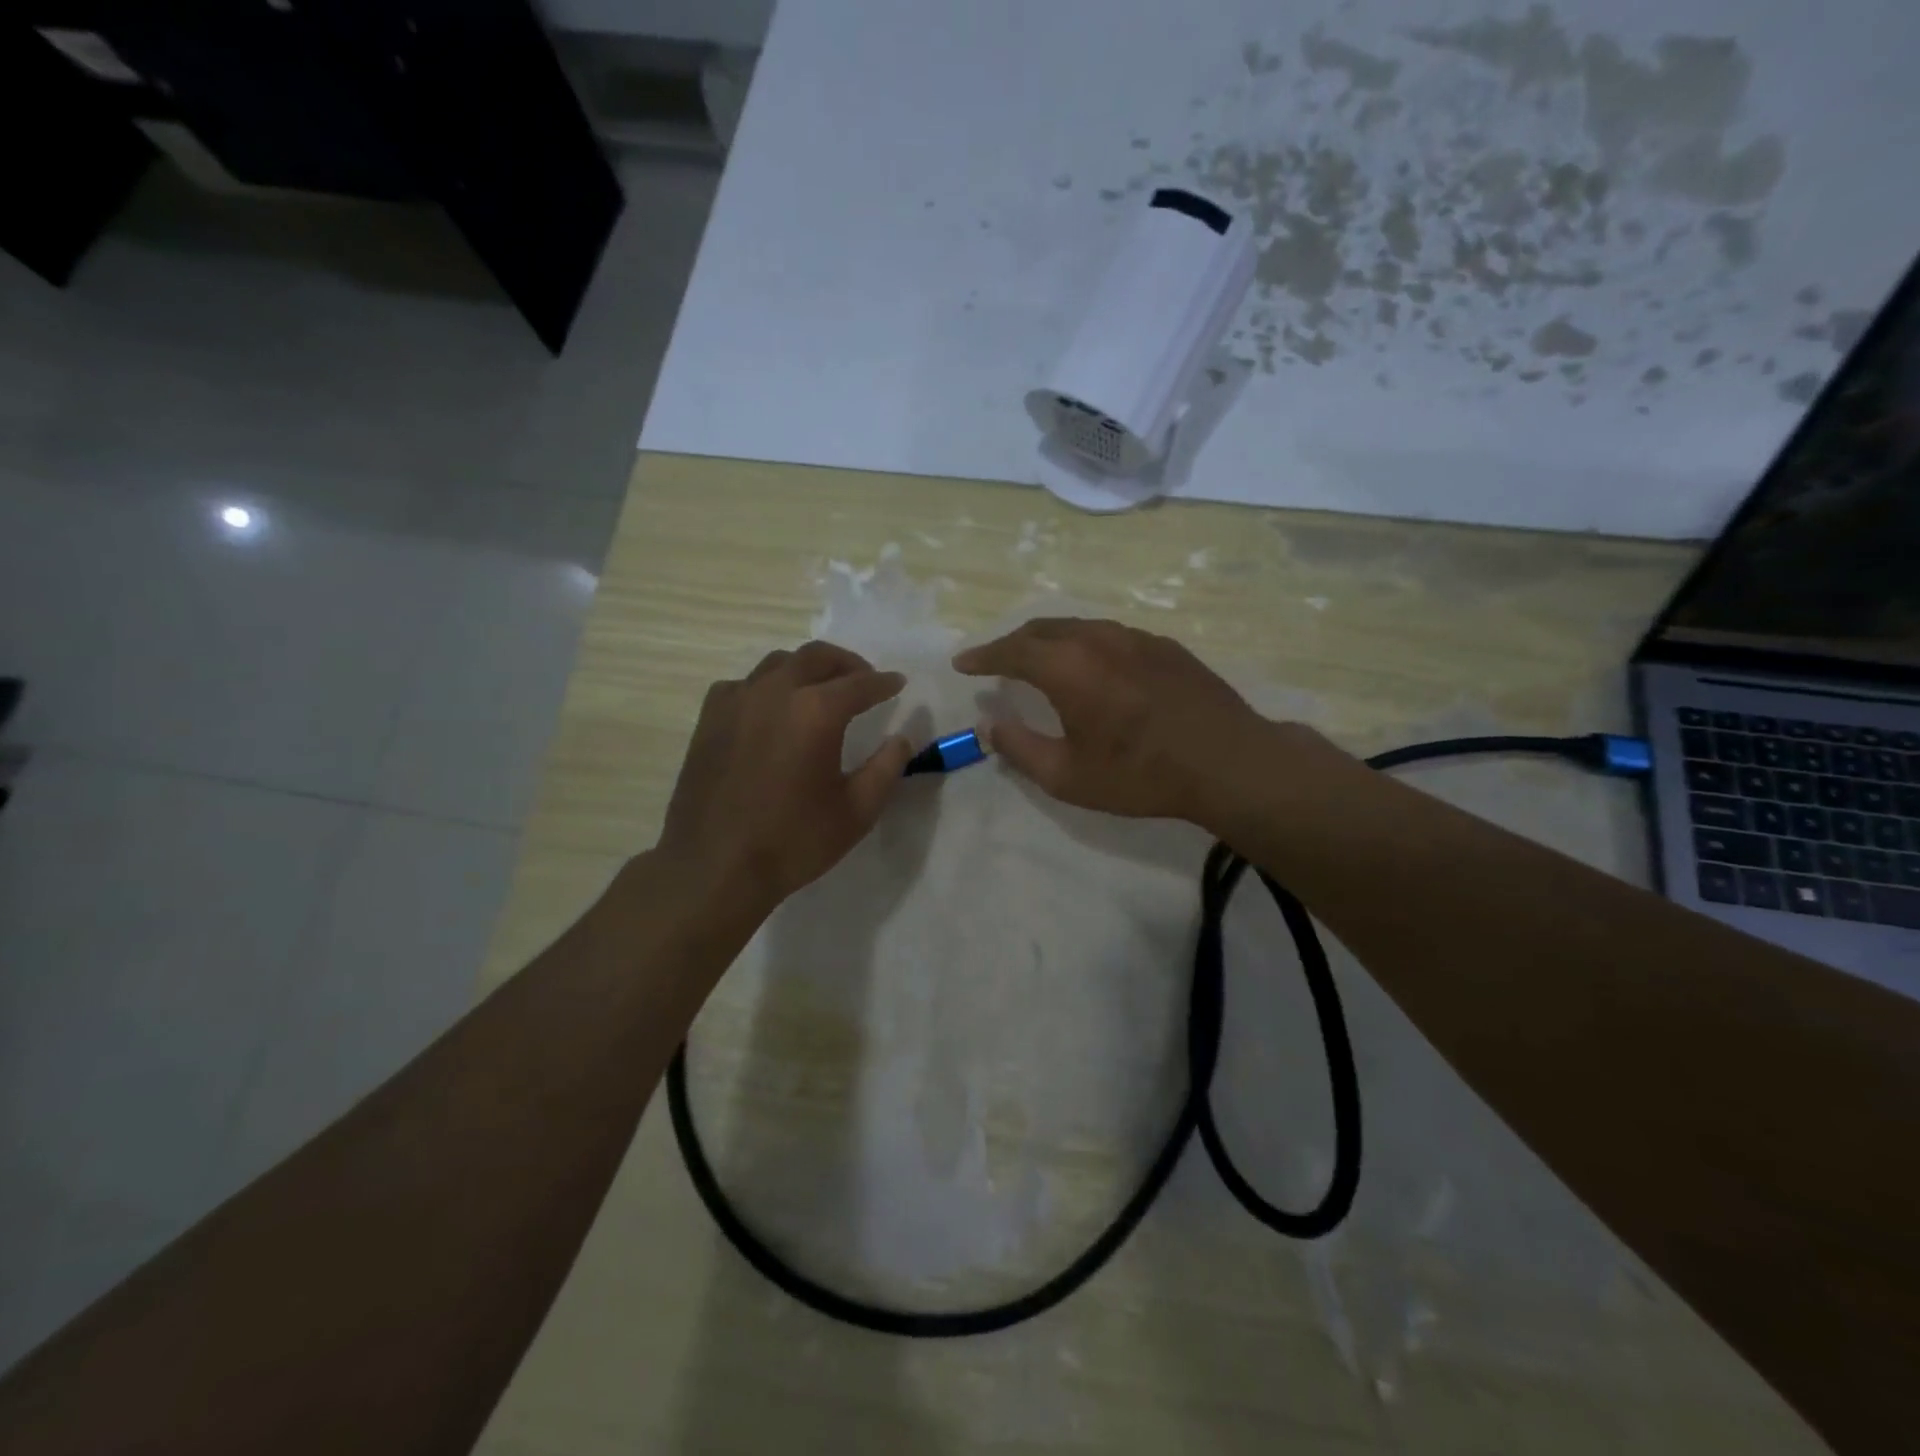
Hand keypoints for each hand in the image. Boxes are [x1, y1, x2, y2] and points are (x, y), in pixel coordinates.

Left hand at [658, 641, 912, 917]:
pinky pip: (745, 684)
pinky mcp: (710, 718)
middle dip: (847, 663)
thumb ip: (886, 769)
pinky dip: (768, 686)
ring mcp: (737, 701)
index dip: (884, 683)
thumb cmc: (793, 841)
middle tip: (864, 679)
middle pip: (817, 657)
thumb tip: (901, 739)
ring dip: (807, 668)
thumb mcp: (856, 812)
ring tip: (821, 689)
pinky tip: (772, 709)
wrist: (714, 867)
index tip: (898, 683)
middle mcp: (776, 692)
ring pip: (779, 663)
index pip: (860, 684)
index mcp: (816, 712)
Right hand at [954, 618, 1275, 825]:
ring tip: (1038, 660)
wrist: (1229, 762)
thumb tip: (991, 726)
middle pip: (1043, 629)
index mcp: (1068, 667)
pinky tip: (1092, 665)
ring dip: (1049, 640)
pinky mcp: (1165, 646)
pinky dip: (1084, 644)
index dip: (983, 656)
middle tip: (995, 661)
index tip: (963, 663)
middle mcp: (1098, 639)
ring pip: (1079, 626)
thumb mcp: (1068, 776)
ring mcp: (1136, 637)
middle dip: (1012, 643)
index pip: (1012, 651)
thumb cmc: (1140, 774)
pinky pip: (1110, 634)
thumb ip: (1020, 749)